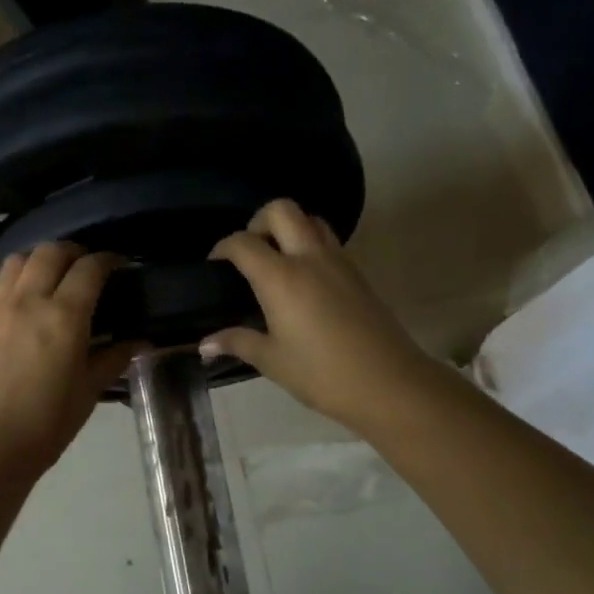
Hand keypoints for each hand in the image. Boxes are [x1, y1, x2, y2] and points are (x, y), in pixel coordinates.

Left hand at [0, 242, 136, 476]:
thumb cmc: (45, 424)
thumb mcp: (88, 392)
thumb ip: (113, 359)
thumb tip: (138, 341)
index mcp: (63, 316)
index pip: (89, 269)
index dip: (109, 260)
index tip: (121, 265)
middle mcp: (29, 301)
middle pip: (51, 252)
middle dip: (75, 252)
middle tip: (90, 268)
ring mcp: (0, 309)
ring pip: (19, 259)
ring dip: (42, 258)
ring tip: (56, 277)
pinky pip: (2, 283)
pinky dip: (21, 278)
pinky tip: (31, 303)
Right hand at [201, 199, 436, 434]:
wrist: (389, 383)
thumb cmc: (322, 374)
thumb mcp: (272, 361)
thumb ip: (237, 342)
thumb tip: (204, 345)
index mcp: (281, 278)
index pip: (243, 243)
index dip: (223, 248)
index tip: (214, 265)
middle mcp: (309, 258)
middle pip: (281, 210)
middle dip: (258, 221)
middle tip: (249, 251)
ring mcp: (338, 261)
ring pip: (311, 219)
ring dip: (289, 228)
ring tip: (276, 260)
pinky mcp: (358, 273)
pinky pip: (329, 241)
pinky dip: (310, 244)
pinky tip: (303, 280)